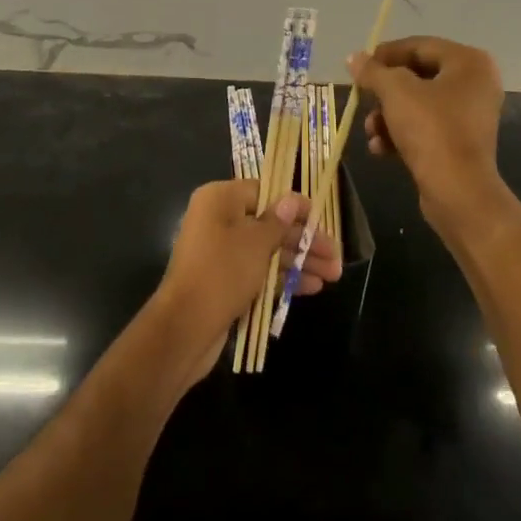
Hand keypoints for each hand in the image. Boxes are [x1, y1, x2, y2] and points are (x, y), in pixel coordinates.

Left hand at [153, 181, 343, 383]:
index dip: (294, 205)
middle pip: (270, 224)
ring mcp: (222, 253)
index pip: (264, 192)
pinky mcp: (225, 281)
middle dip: (304, 240)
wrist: (185, 328)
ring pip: (268, 250)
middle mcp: (219, 220)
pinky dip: (283, 278)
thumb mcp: (256, 242)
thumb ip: (278, 221)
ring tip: (333, 275)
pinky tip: (312, 288)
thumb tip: (291, 200)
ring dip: (300, 261)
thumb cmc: (222, 272)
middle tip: (335, 255)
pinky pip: (259, 272)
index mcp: (220, 199)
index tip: (321, 217)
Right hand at [351, 36, 511, 239]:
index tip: (360, 66)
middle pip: (417, 76)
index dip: (386, 54)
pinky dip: (402, 134)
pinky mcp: (461, 142)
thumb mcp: (395, 92)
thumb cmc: (431, 129)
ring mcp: (470, 115)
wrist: (459, 192)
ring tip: (370, 131)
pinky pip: (426, 127)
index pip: (419, 46)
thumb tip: (354, 57)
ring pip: (418, 104)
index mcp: (469, 62)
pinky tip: (381, 149)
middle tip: (362, 99)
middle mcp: (475, 83)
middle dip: (385, 92)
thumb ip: (373, 71)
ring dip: (388, 115)